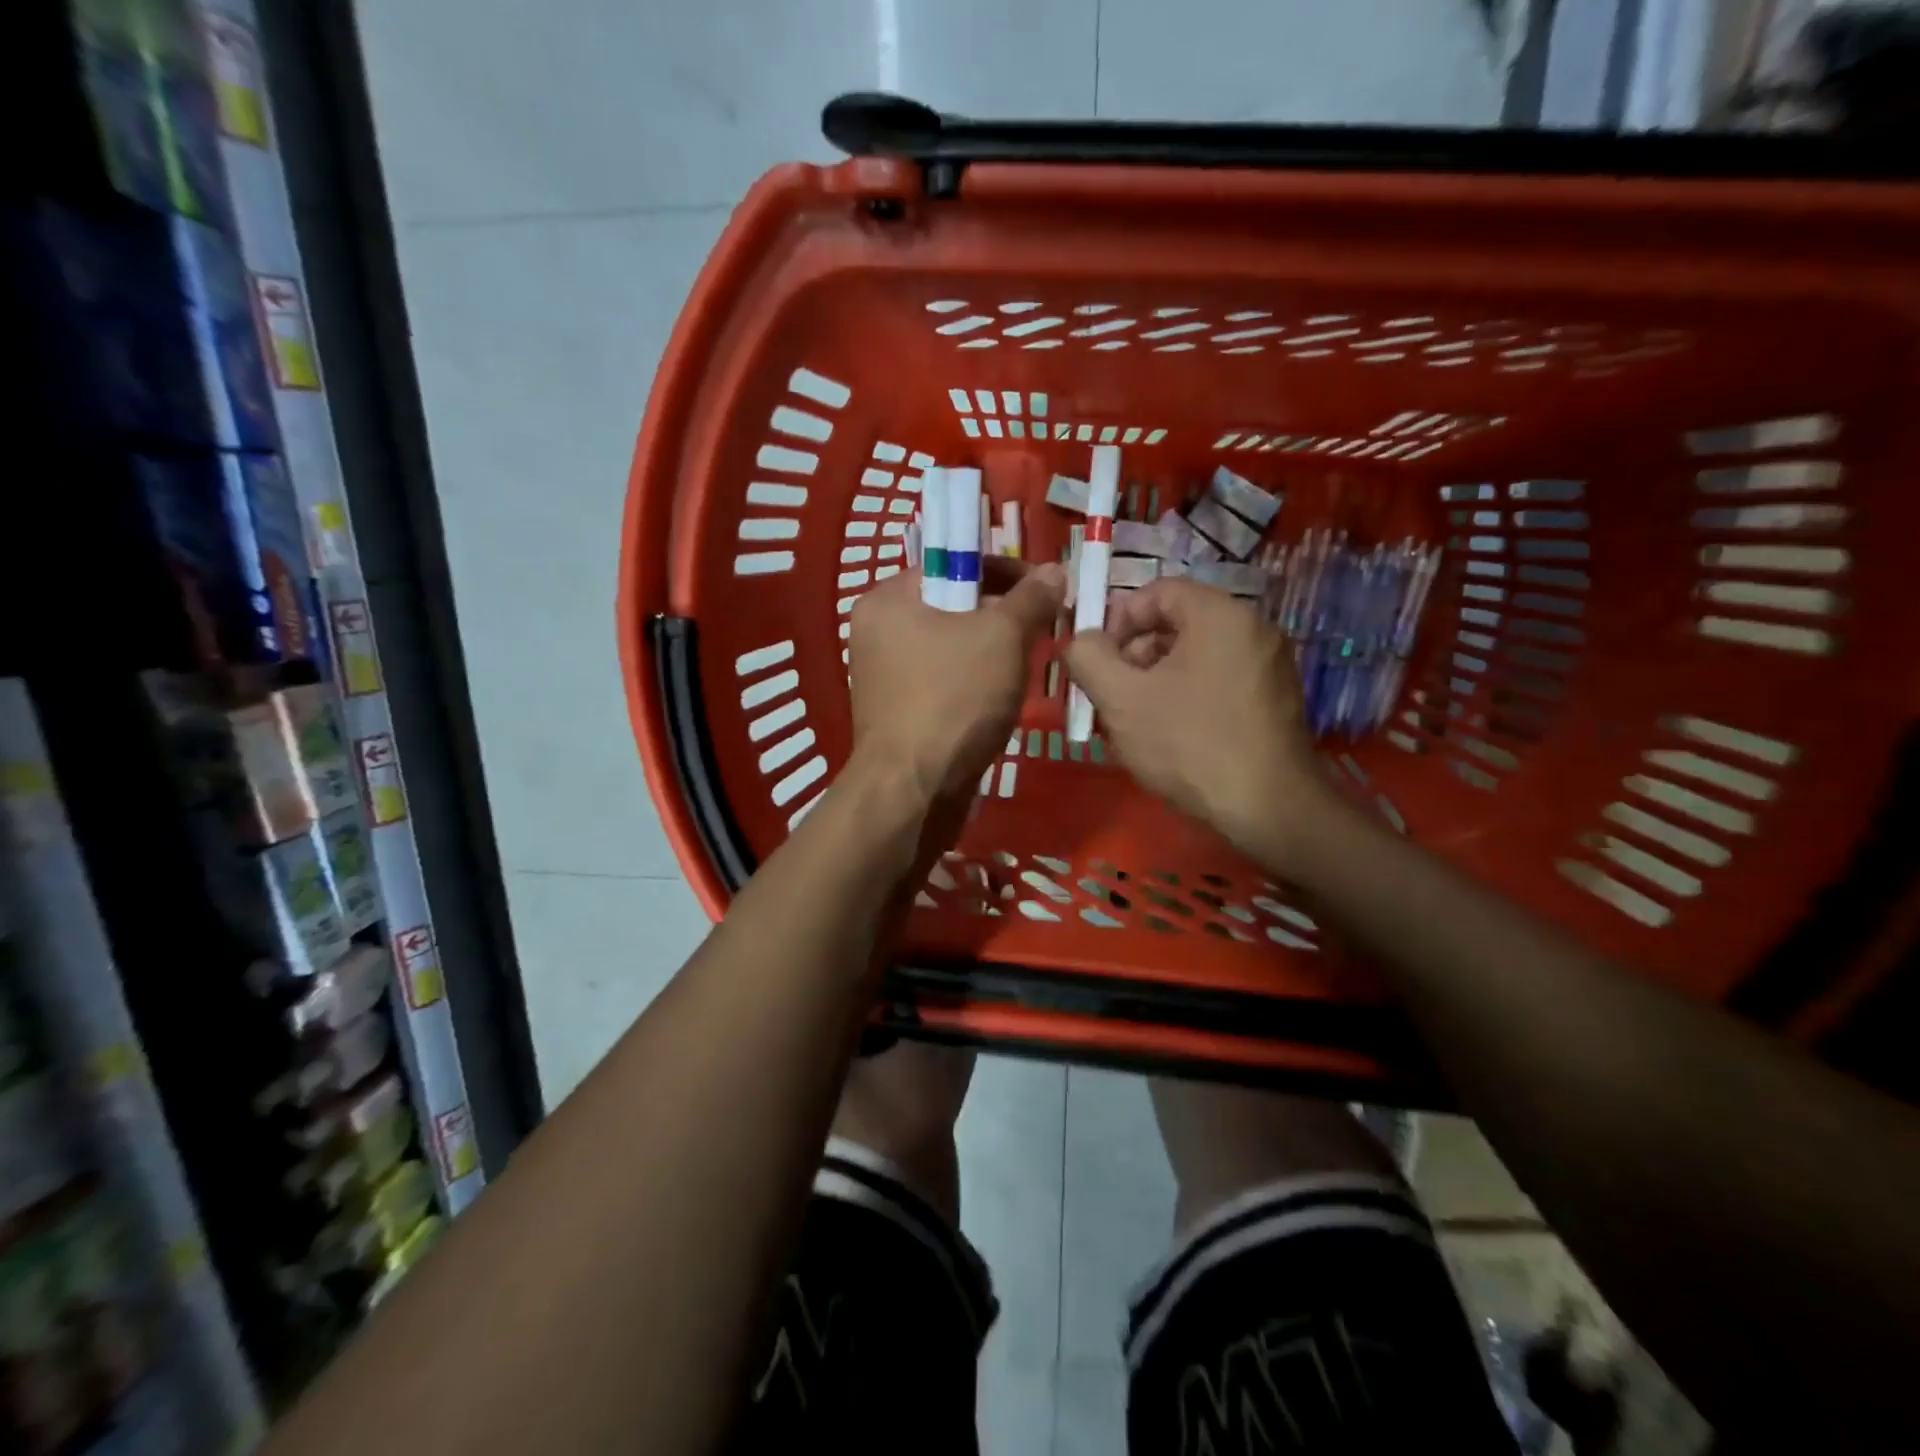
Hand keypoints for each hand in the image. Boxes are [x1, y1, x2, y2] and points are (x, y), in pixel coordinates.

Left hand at [847, 560, 1065, 806]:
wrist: (914, 791)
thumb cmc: (954, 699)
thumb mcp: (1002, 637)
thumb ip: (1030, 598)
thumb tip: (1054, 570)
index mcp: (888, 600)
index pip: (950, 563)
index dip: (1002, 569)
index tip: (1043, 588)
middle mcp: (877, 632)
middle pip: (952, 605)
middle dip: (1002, 615)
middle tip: (1042, 629)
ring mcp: (885, 676)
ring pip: (952, 647)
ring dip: (993, 651)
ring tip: (1027, 665)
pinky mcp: (899, 712)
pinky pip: (945, 681)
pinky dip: (975, 682)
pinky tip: (1002, 699)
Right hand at [1063, 578, 1323, 859]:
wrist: (1267, 808)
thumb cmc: (1188, 744)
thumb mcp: (1121, 699)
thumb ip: (1088, 658)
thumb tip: (1079, 641)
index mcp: (1219, 614)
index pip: (1157, 591)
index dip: (1118, 620)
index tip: (1098, 661)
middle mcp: (1253, 628)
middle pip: (1177, 624)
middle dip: (1134, 655)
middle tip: (1112, 696)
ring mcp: (1270, 665)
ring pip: (1195, 656)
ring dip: (1157, 680)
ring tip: (1136, 723)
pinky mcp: (1275, 700)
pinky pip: (1219, 680)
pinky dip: (1187, 696)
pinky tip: (1171, 737)